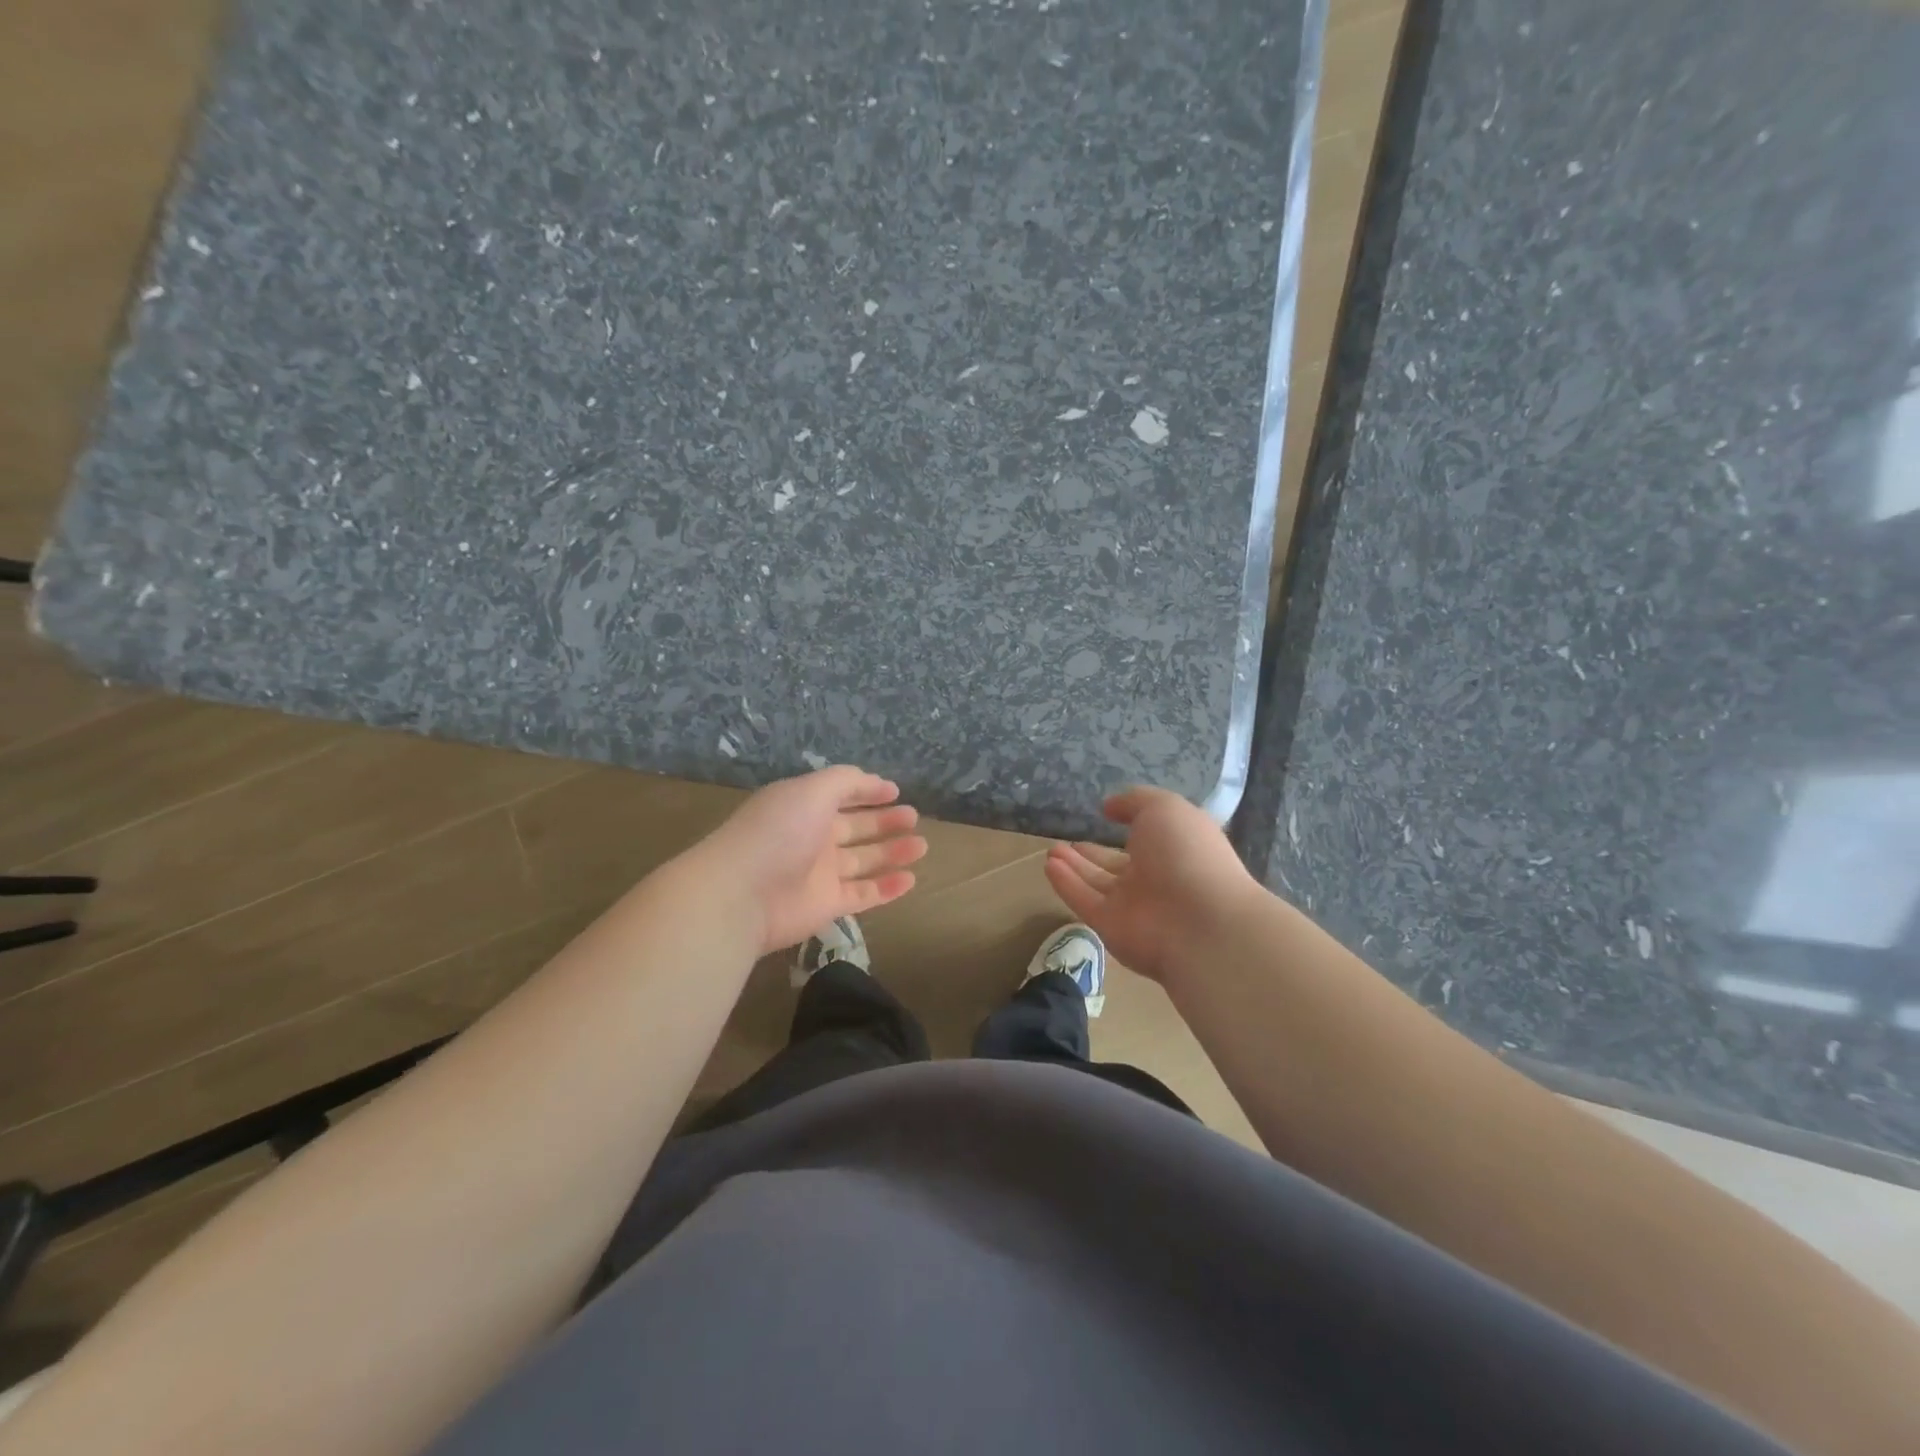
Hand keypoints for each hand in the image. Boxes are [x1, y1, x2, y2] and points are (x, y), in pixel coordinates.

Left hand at [695, 766, 928, 954]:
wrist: (741, 895)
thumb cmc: (778, 832)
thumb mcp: (812, 790)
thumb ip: (846, 781)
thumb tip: (875, 781)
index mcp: (804, 807)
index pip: (840, 795)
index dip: (867, 791)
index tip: (896, 791)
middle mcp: (812, 838)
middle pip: (855, 828)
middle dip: (884, 821)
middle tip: (913, 817)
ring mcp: (819, 874)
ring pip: (863, 861)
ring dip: (892, 852)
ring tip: (922, 845)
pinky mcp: (827, 906)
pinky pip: (864, 894)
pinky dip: (887, 888)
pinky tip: (911, 879)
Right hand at [1044, 786, 1261, 984]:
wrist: (1198, 920)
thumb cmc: (1186, 853)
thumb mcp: (1164, 808)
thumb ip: (1135, 801)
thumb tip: (1109, 806)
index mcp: (1176, 848)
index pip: (1148, 836)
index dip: (1129, 823)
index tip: (1105, 812)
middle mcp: (1156, 877)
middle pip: (1117, 864)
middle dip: (1093, 853)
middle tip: (1066, 841)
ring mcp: (1133, 905)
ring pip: (1098, 883)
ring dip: (1074, 866)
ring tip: (1051, 850)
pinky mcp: (1111, 926)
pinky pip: (1084, 901)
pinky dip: (1067, 884)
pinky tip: (1049, 865)